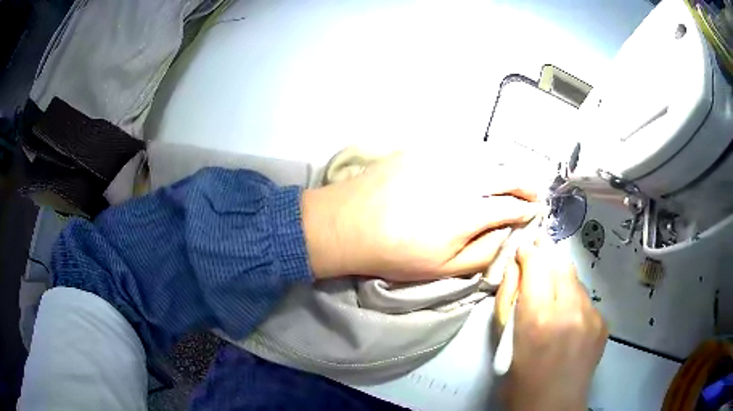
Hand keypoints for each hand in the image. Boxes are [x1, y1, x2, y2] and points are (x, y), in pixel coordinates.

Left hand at [301, 147, 539, 280]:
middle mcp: (464, 178)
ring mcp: (442, 158)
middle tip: (533, 191)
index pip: (512, 207)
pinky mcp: (423, 149)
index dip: (527, 209)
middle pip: (506, 175)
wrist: (348, 223)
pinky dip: (479, 156)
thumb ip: (482, 252)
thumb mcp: (442, 268)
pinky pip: (461, 149)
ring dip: (506, 166)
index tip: (535, 211)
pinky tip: (480, 163)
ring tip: (513, 176)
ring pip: (487, 157)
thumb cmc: (395, 253)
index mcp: (471, 212)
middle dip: (525, 183)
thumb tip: (506, 235)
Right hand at [496, 240, 607, 410]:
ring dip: (561, 278)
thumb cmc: (519, 380)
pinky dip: (574, 299)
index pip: (536, 263)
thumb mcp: (505, 342)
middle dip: (547, 256)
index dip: (529, 251)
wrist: (553, 407)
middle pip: (560, 263)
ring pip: (575, 279)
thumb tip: (515, 269)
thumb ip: (509, 301)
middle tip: (538, 256)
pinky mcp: (603, 322)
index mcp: (538, 318)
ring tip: (552, 293)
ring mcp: (591, 315)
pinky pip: (586, 299)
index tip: (523, 248)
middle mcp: (570, 310)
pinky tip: (568, 318)